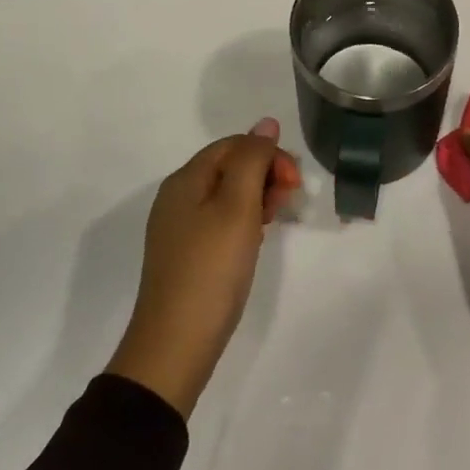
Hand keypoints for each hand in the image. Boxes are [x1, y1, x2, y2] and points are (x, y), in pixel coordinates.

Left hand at [105, 118, 300, 418]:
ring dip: (258, 197)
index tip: (293, 183)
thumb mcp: (237, 206)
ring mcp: (180, 228)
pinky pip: (220, 220)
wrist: (175, 345)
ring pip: (227, 195)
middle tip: (288, 202)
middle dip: (264, 174)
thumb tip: (266, 124)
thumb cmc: (211, 269)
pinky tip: (256, 239)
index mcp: (185, 180)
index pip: (233, 145)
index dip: (268, 154)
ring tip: (276, 219)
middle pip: (229, 167)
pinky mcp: (187, 255)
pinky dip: (244, 220)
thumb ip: (253, 160)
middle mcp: (178, 197)